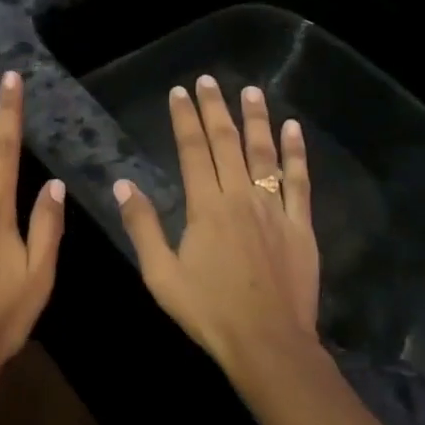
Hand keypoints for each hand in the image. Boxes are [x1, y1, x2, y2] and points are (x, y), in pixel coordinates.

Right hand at [114, 76, 318, 378]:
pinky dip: (296, 152)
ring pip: (264, 153)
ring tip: (250, 90)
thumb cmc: (209, 312)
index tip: (179, 92)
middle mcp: (241, 197)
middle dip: (215, 108)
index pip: (193, 150)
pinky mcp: (301, 225)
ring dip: (256, 118)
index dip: (184, 118)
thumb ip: (143, 226)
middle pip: (226, 142)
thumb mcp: (161, 274)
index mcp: (206, 207)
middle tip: (208, 80)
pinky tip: (292, 128)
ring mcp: (274, 209)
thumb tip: (123, 183)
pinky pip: (299, 181)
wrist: (269, 345)